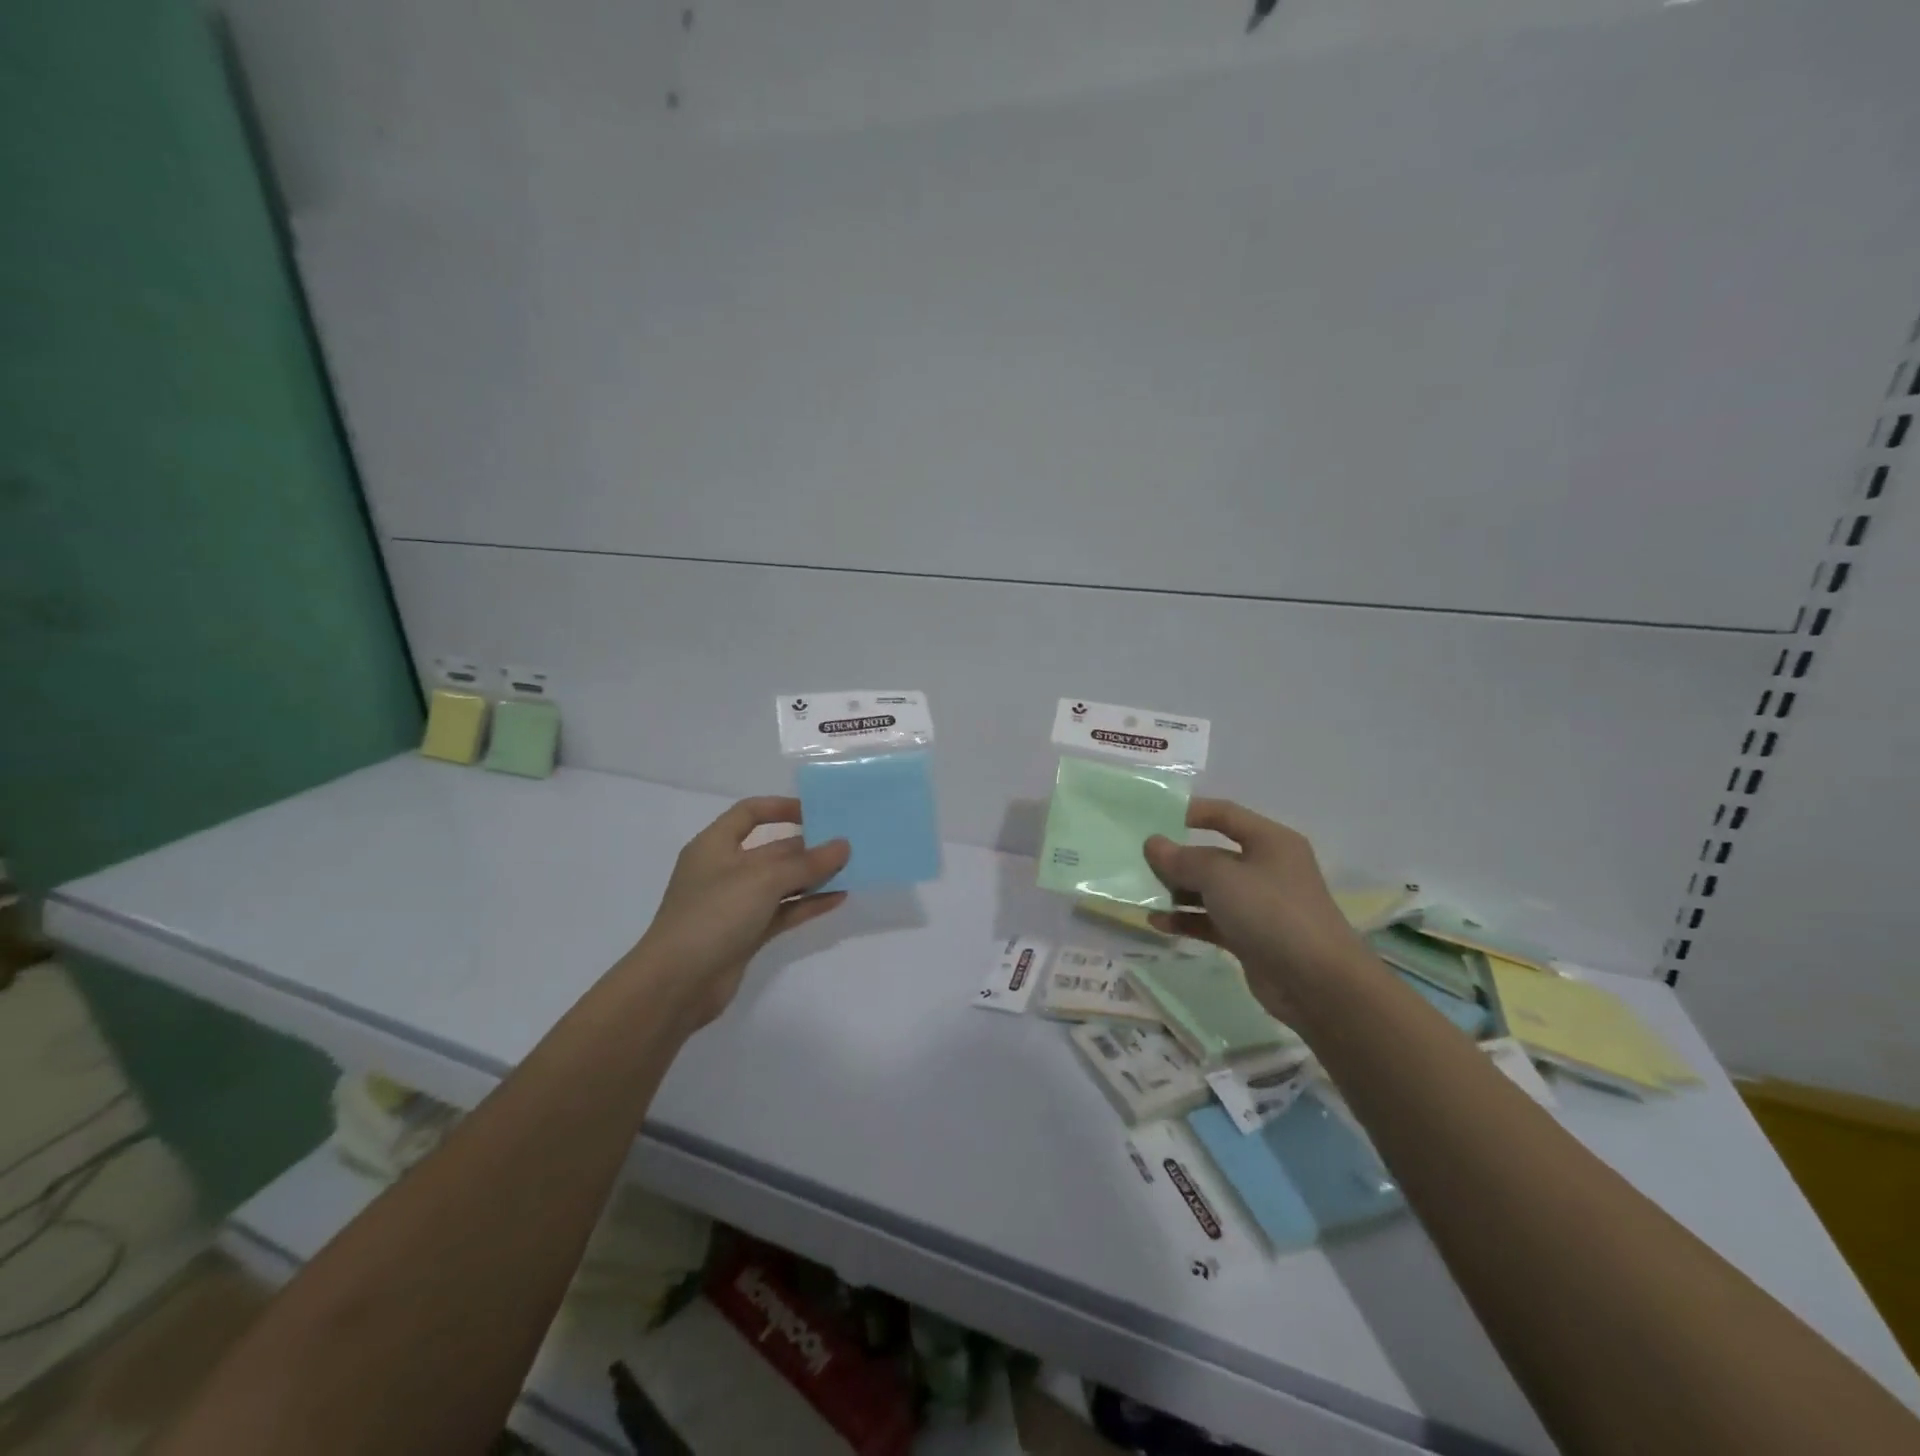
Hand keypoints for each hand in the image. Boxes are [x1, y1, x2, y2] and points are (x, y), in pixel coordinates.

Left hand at [627, 797, 849, 1029]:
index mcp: (715, 845)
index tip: (816, 813)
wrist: (677, 983)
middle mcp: (724, 870)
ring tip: (850, 870)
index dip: (781, 808)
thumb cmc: (713, 914)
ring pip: (781, 883)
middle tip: (847, 845)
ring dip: (812, 876)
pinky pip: (783, 911)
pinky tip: (838, 899)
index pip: (749, 813)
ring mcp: (735, 904)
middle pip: (771, 849)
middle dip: (807, 847)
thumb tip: (843, 846)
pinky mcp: (746, 934)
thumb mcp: (763, 880)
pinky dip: (808, 904)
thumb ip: (807, 863)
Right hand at [1143, 799, 1372, 1020]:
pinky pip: (1211, 920)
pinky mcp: (1250, 937)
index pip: (1225, 814)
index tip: (1154, 818)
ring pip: (1210, 890)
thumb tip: (1153, 844)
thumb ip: (1182, 859)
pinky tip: (1157, 922)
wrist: (1316, 983)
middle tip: (1138, 862)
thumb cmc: (1271, 912)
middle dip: (1177, 859)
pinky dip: (1186, 920)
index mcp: (1269, 841)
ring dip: (1177, 891)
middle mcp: (1266, 868)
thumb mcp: (1221, 876)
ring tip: (1141, 894)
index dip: (1191, 812)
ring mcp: (1259, 905)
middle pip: (1213, 855)